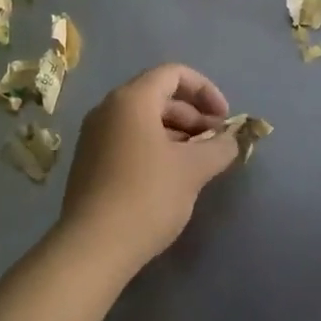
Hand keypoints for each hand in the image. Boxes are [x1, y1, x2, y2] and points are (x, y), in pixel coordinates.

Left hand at [56, 64, 239, 279]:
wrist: (93, 246)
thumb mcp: (193, 170)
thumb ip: (219, 147)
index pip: (174, 74)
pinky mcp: (89, 161)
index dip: (205, 90)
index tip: (225, 119)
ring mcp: (94, 135)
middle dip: (193, 115)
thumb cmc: (147, 196)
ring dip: (176, 133)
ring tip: (198, 162)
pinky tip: (171, 177)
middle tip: (216, 144)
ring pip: (143, 120)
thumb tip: (231, 140)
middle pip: (158, 96)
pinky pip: (128, 139)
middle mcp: (108, 108)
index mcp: (131, 99)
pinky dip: (154, 147)